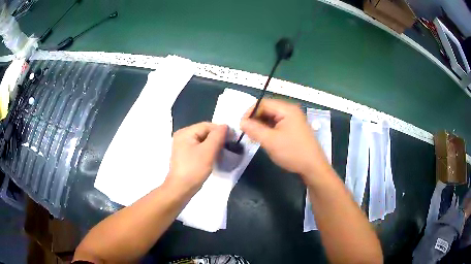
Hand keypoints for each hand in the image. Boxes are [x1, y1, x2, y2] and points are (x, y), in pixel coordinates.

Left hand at [166, 122, 226, 192]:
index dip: (221, 130)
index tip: (233, 139)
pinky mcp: (185, 156)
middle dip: (218, 138)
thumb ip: (217, 136)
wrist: (180, 189)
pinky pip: (199, 148)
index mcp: (185, 132)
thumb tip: (225, 126)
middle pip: (204, 132)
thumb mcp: (208, 151)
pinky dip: (208, 151)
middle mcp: (182, 136)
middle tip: (230, 146)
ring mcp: (182, 146)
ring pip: (203, 141)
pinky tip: (214, 157)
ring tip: (223, 153)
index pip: (207, 125)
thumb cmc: (194, 169)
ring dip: (214, 145)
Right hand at [240, 99, 329, 178]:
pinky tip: (265, 139)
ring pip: (272, 117)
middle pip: (267, 109)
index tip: (242, 126)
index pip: (263, 103)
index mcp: (287, 109)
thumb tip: (241, 122)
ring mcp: (294, 120)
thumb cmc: (292, 152)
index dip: (250, 112)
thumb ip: (254, 129)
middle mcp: (291, 111)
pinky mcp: (294, 128)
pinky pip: (278, 124)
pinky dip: (269, 130)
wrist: (313, 167)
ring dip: (261, 125)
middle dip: (255, 119)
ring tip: (255, 137)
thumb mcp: (270, 141)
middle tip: (248, 133)